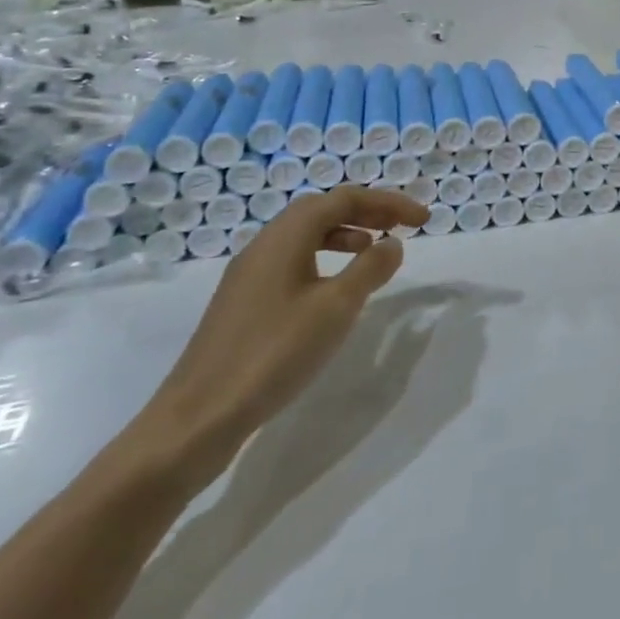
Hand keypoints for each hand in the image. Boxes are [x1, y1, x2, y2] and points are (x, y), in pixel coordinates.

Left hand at [130, 185, 427, 487]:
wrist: (197, 419)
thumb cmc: (273, 354)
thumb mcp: (335, 308)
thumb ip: (370, 269)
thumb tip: (392, 244)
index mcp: (285, 237)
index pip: (344, 199)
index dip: (388, 203)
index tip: (423, 220)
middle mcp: (264, 246)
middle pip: (322, 211)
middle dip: (367, 212)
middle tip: (402, 227)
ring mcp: (249, 276)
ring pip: (305, 236)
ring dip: (346, 234)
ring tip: (374, 252)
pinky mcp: (243, 304)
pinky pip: (293, 262)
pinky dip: (325, 260)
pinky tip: (335, 290)